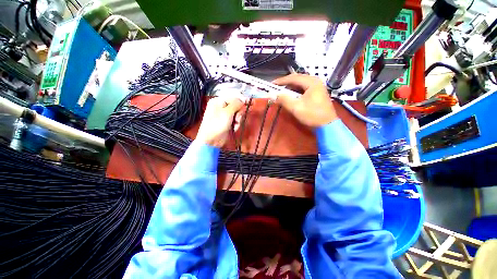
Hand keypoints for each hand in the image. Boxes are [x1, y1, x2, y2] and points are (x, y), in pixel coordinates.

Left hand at [196, 94, 246, 147]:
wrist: (211, 141)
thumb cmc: (216, 126)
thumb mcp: (227, 112)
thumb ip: (236, 104)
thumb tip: (243, 100)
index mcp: (218, 101)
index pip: (233, 97)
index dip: (242, 100)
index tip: (250, 102)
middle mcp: (221, 107)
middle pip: (236, 106)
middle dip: (239, 112)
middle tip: (238, 118)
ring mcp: (224, 115)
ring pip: (237, 113)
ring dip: (239, 119)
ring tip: (235, 124)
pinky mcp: (227, 122)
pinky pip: (236, 120)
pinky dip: (237, 124)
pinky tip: (234, 128)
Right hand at [273, 74, 337, 127]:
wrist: (327, 125)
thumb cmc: (312, 115)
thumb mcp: (296, 107)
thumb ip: (283, 99)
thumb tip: (271, 95)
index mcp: (311, 82)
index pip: (293, 78)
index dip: (281, 81)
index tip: (271, 84)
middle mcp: (315, 81)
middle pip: (297, 79)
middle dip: (285, 84)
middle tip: (275, 88)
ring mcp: (317, 87)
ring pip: (300, 84)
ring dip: (290, 88)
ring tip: (281, 92)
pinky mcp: (317, 93)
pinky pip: (303, 89)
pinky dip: (295, 91)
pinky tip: (291, 96)